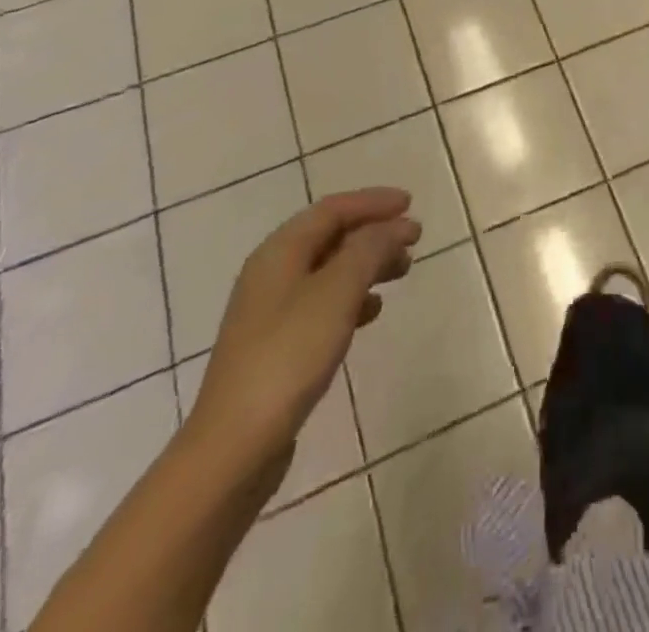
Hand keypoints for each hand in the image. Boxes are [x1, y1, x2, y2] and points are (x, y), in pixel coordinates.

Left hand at [187, 188, 419, 473]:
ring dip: (367, 264)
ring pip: (330, 270)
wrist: (234, 446)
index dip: (372, 202)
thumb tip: (396, 225)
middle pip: (330, 237)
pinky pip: (323, 303)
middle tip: (413, 240)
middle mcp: (272, 273)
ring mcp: (271, 312)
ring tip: (402, 271)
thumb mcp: (337, 292)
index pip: (332, 209)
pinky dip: (353, 297)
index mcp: (279, 252)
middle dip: (374, 232)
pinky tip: (373, 311)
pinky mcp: (277, 346)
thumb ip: (369, 250)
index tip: (410, 203)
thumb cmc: (288, 355)